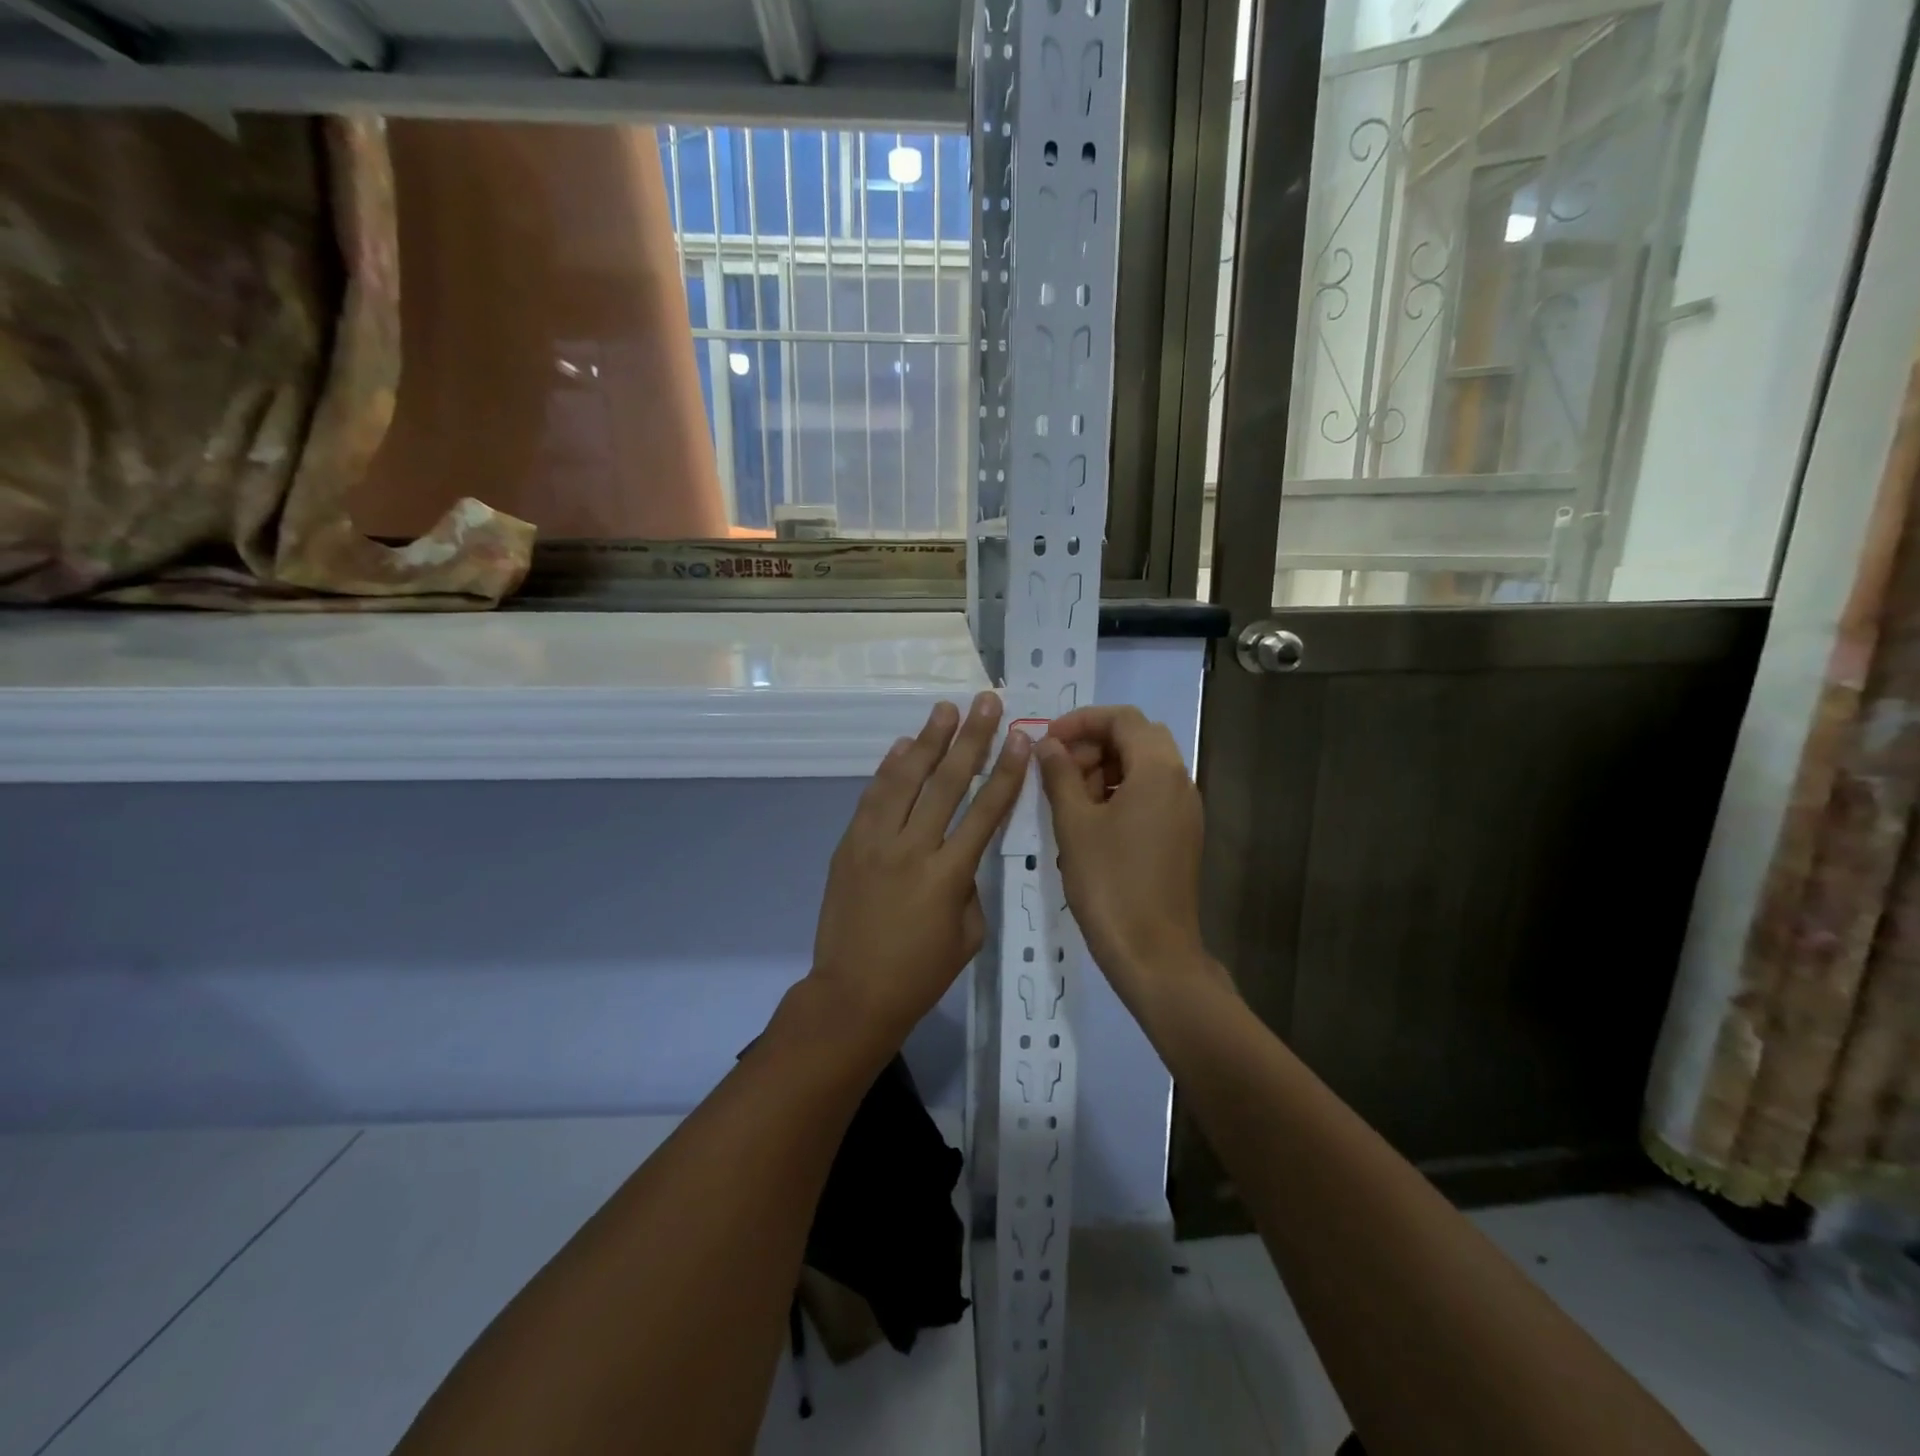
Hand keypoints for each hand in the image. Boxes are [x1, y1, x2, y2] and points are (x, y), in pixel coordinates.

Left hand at [807, 692, 1031, 1056]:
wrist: (852, 994)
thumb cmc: (920, 973)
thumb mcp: (967, 933)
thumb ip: (969, 884)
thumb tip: (958, 851)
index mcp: (949, 875)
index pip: (986, 811)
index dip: (1006, 771)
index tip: (1020, 737)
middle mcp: (913, 848)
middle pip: (947, 782)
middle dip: (971, 738)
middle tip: (985, 702)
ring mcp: (875, 843)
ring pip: (905, 780)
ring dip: (927, 741)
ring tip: (944, 710)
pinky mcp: (849, 845)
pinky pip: (872, 797)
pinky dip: (888, 769)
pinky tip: (903, 746)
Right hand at [1036, 706, 1219, 1011]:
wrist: (1153, 953)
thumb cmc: (1109, 882)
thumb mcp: (1074, 824)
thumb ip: (1059, 775)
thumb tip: (1046, 744)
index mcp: (1158, 770)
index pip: (1123, 718)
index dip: (1081, 721)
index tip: (1047, 740)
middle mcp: (1180, 781)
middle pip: (1136, 739)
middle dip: (1093, 745)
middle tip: (1057, 771)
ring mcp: (1185, 810)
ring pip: (1143, 767)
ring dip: (1105, 769)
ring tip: (1068, 801)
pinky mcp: (1181, 834)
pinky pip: (1150, 795)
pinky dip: (1119, 793)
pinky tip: (1089, 823)